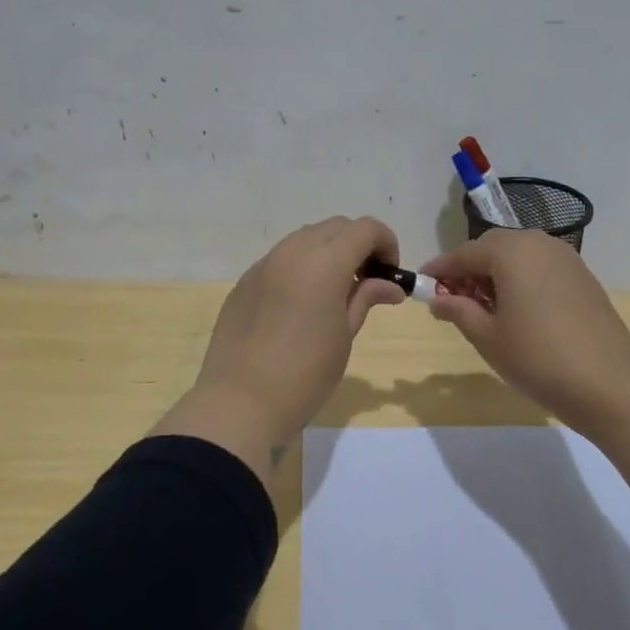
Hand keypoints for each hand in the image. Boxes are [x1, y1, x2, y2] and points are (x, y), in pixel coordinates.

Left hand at [156, 217, 405, 477]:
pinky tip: (300, 304)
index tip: (389, 274)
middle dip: (358, 244)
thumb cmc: (305, 374)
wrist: (240, 402)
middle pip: (335, 227)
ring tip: (334, 292)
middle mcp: (292, 252)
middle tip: (366, 281)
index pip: (365, 229)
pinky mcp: (244, 282)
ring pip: (305, 238)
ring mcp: (263, 265)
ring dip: (328, 252)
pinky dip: (300, 266)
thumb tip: (390, 285)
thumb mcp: (344, 336)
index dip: (386, 243)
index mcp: (324, 263)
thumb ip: (365, 299)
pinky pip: (280, 259)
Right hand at [421, 231, 629, 435]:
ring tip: (485, 308)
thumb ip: (458, 310)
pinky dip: (522, 279)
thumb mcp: (487, 337)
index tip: (421, 285)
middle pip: (493, 247)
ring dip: (496, 273)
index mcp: (512, 252)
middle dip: (469, 268)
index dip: (440, 270)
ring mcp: (567, 259)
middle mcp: (539, 244)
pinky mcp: (584, 277)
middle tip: (453, 300)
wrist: (609, 385)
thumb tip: (438, 298)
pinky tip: (517, 310)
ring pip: (519, 255)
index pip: (464, 254)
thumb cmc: (538, 359)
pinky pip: (541, 267)